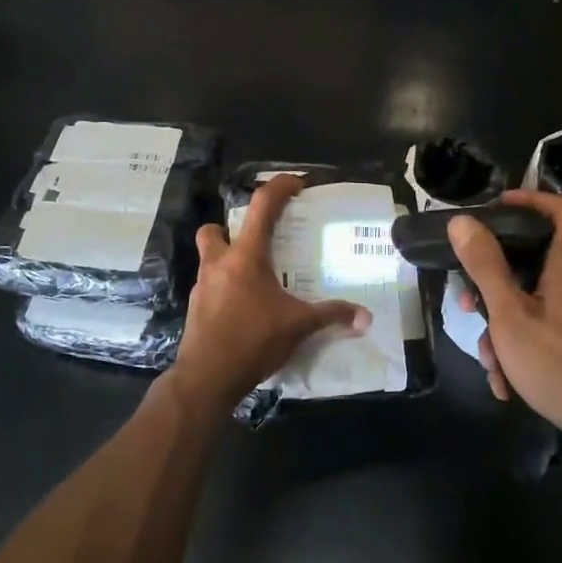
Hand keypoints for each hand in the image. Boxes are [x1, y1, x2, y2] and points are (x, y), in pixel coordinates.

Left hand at [170, 174, 370, 409]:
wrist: (207, 378)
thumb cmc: (253, 340)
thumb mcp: (298, 326)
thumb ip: (331, 315)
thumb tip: (365, 317)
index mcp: (245, 256)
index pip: (261, 206)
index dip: (279, 187)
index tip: (296, 184)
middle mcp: (219, 263)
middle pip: (214, 229)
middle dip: (230, 229)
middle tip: (256, 242)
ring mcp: (202, 286)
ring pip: (209, 259)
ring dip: (227, 261)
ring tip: (253, 279)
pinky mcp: (195, 309)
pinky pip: (210, 287)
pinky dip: (224, 290)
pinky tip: (243, 308)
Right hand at [451, 190, 561, 460]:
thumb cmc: (561, 366)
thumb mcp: (511, 316)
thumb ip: (486, 267)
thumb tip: (462, 222)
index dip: (532, 199)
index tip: (497, 208)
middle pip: (536, 264)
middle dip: (496, 285)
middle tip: (471, 307)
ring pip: (537, 305)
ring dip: (506, 328)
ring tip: (491, 365)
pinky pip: (550, 332)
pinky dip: (525, 349)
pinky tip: (509, 385)